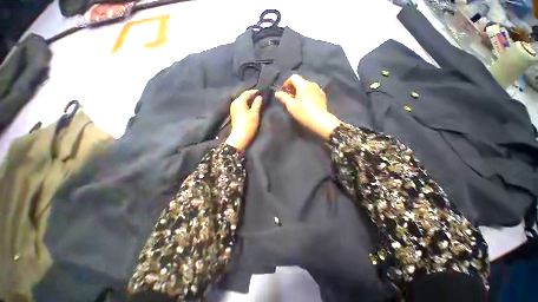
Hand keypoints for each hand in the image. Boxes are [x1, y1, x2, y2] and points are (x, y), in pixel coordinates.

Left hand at [225, 90, 262, 150]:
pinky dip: (247, 105)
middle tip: (261, 98)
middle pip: (244, 96)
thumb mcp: (255, 113)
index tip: (263, 93)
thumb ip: (257, 103)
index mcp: (239, 101)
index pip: (248, 92)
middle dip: (252, 96)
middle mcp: (235, 102)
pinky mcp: (234, 113)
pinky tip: (252, 108)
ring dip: (250, 101)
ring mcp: (233, 108)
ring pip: (243, 101)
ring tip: (258, 103)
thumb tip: (259, 96)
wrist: (240, 138)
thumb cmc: (248, 125)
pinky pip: (241, 106)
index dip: (255, 92)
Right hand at [275, 75, 340, 138]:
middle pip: (300, 81)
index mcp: (303, 85)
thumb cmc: (303, 113)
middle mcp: (311, 83)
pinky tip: (307, 103)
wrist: (320, 120)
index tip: (285, 91)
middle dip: (294, 88)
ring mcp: (318, 89)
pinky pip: (312, 91)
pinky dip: (307, 94)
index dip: (287, 83)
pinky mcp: (322, 95)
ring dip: (301, 91)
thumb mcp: (291, 106)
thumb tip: (277, 93)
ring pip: (307, 86)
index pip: (293, 77)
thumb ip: (283, 97)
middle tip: (290, 98)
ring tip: (298, 101)